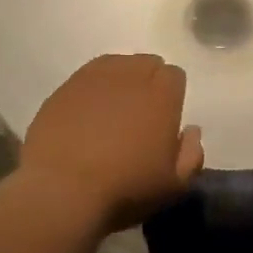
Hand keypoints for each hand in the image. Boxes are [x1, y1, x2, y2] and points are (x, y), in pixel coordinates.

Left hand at [20, 54, 203, 230]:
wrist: (61, 189)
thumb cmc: (125, 189)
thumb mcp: (173, 185)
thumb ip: (191, 155)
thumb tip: (191, 130)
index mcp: (161, 95)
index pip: (174, 75)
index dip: (172, 94)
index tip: (165, 117)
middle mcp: (129, 75)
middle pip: (146, 63)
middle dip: (148, 81)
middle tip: (140, 113)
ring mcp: (94, 78)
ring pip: (115, 65)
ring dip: (120, 80)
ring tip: (112, 109)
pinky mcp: (65, 87)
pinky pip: (86, 77)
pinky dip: (92, 88)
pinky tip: (86, 113)